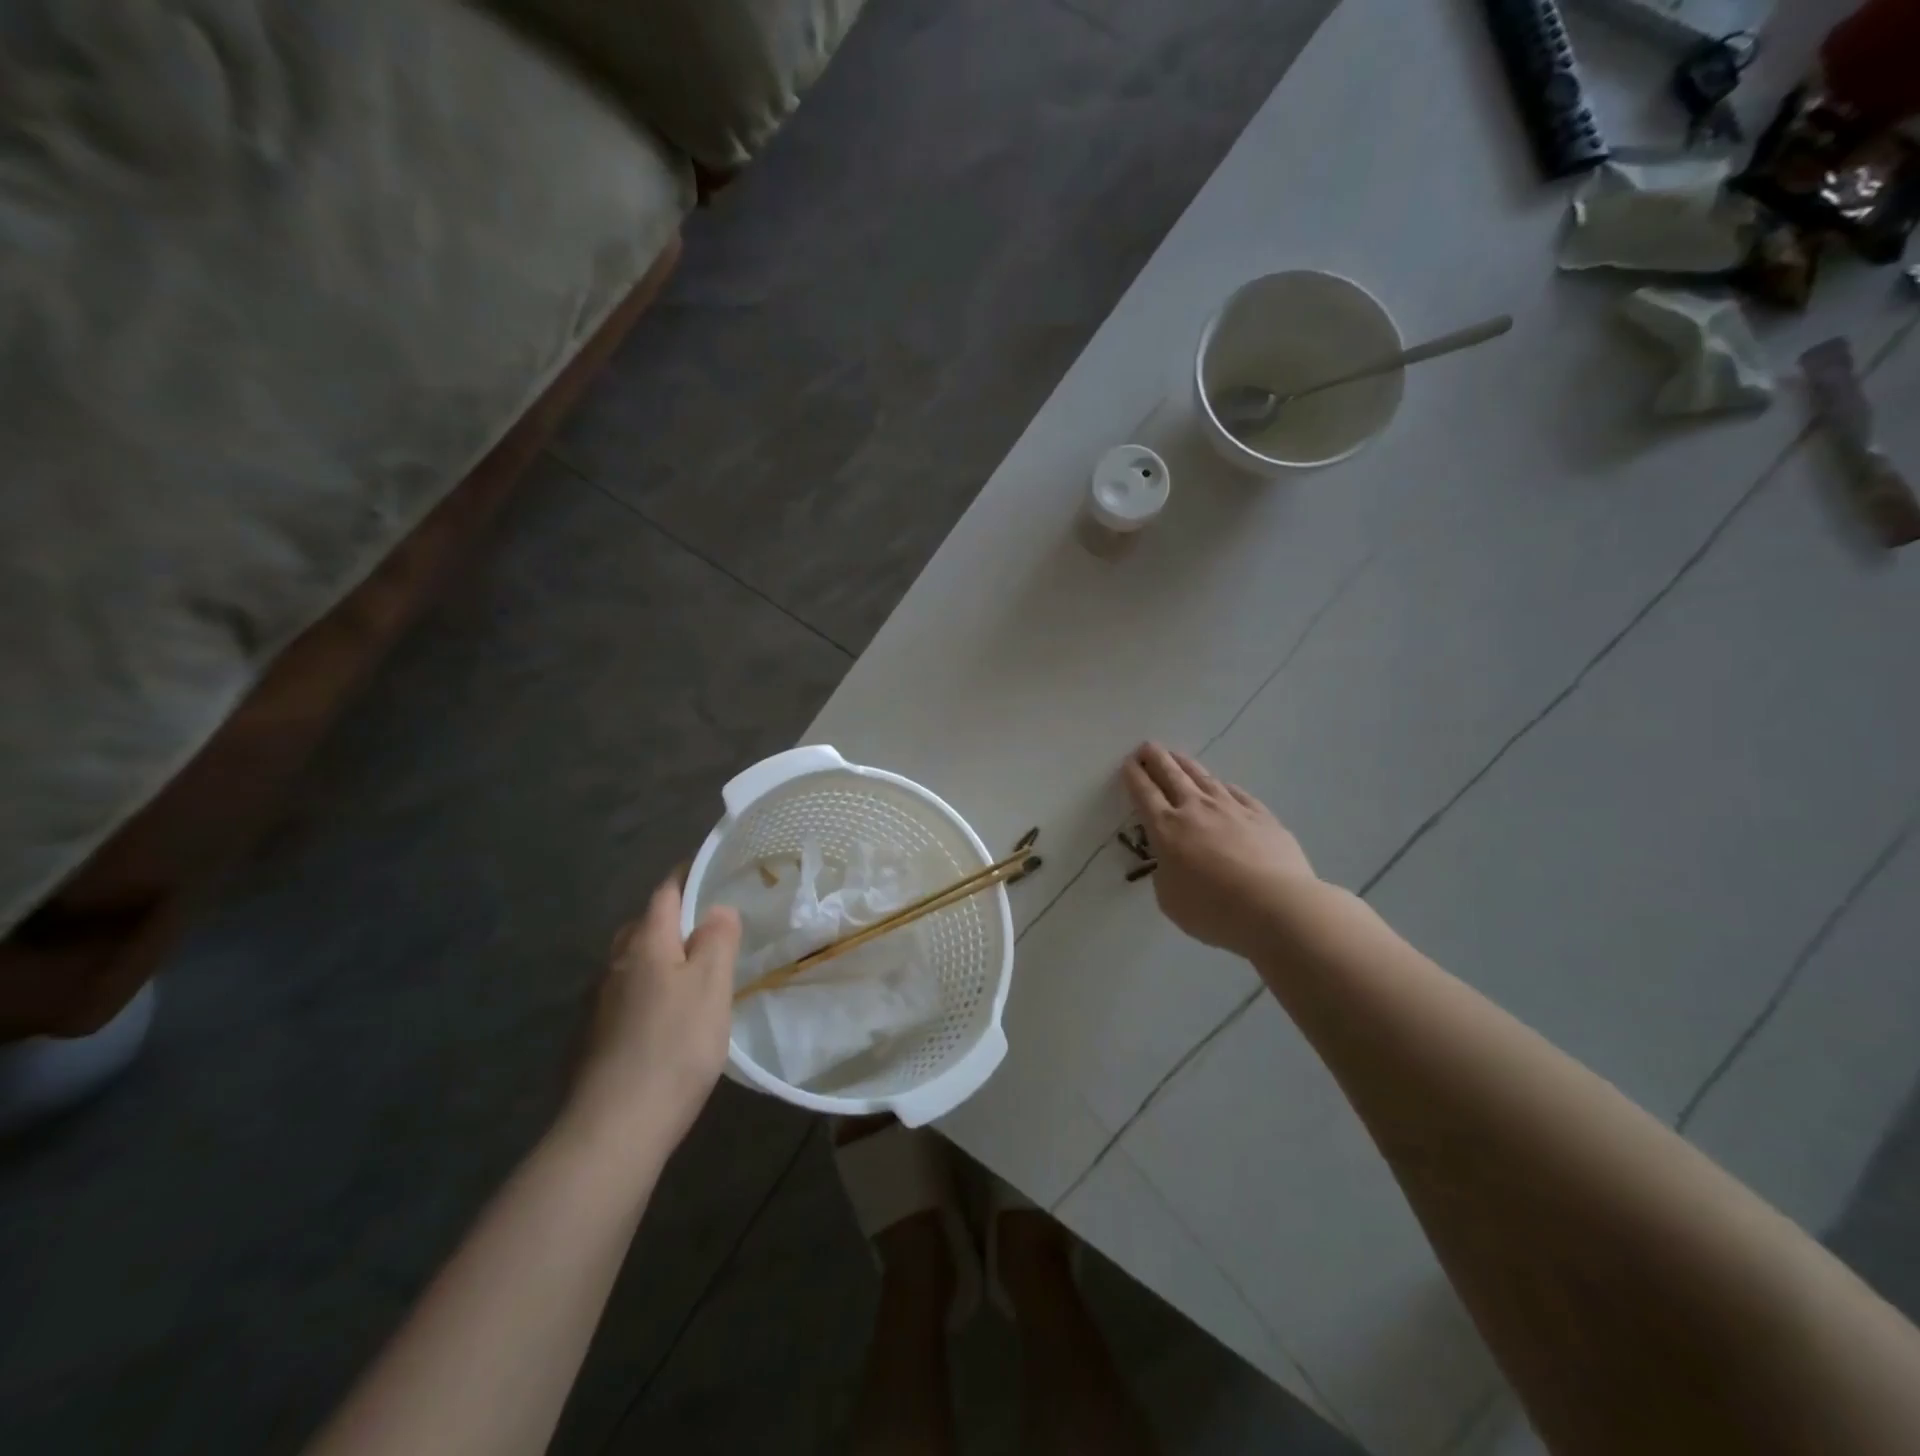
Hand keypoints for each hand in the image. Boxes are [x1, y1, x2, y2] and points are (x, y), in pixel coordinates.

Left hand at [571, 877, 740, 1150]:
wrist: (613, 1127)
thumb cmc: (674, 1046)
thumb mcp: (711, 986)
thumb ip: (716, 940)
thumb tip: (716, 910)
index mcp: (645, 944)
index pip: (664, 894)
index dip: (685, 877)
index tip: (706, 871)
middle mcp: (614, 964)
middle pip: (642, 926)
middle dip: (670, 919)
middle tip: (705, 928)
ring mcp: (596, 1002)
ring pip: (629, 963)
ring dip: (656, 958)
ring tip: (687, 974)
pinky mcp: (589, 1038)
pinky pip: (622, 996)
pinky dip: (643, 992)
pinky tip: (660, 1019)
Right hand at [1122, 743, 1317, 959]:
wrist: (1275, 906)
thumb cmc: (1213, 909)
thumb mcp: (1170, 899)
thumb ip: (1166, 875)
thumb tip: (1173, 863)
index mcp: (1166, 829)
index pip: (1144, 793)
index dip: (1134, 775)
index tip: (1128, 762)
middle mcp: (1195, 809)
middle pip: (1171, 775)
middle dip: (1156, 758)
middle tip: (1147, 746)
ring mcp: (1231, 808)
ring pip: (1203, 778)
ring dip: (1186, 764)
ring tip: (1177, 756)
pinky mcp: (1261, 816)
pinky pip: (1237, 793)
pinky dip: (1223, 786)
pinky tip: (1222, 784)